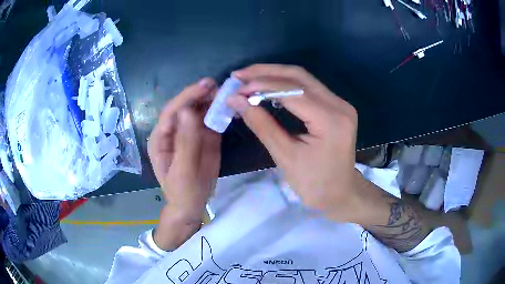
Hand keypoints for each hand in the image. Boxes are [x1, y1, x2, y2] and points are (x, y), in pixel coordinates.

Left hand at [148, 78, 220, 249]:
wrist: (193, 204)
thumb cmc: (183, 191)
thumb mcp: (184, 170)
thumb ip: (186, 141)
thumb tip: (188, 111)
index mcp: (161, 138)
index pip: (172, 111)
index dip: (187, 96)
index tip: (205, 85)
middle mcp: (173, 131)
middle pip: (185, 107)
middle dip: (200, 95)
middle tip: (218, 85)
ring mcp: (188, 133)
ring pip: (198, 112)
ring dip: (211, 101)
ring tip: (225, 93)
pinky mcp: (202, 137)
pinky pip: (209, 121)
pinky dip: (219, 113)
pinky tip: (228, 107)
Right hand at [227, 64, 369, 222]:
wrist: (341, 193)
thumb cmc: (315, 184)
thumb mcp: (285, 157)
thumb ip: (262, 125)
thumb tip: (237, 101)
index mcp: (330, 119)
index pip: (292, 91)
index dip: (261, 85)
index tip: (236, 89)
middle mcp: (339, 104)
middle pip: (299, 76)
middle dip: (266, 72)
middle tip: (239, 74)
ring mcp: (340, 103)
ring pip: (303, 79)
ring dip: (274, 75)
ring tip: (248, 78)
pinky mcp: (336, 107)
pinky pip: (308, 88)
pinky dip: (285, 85)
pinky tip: (268, 87)